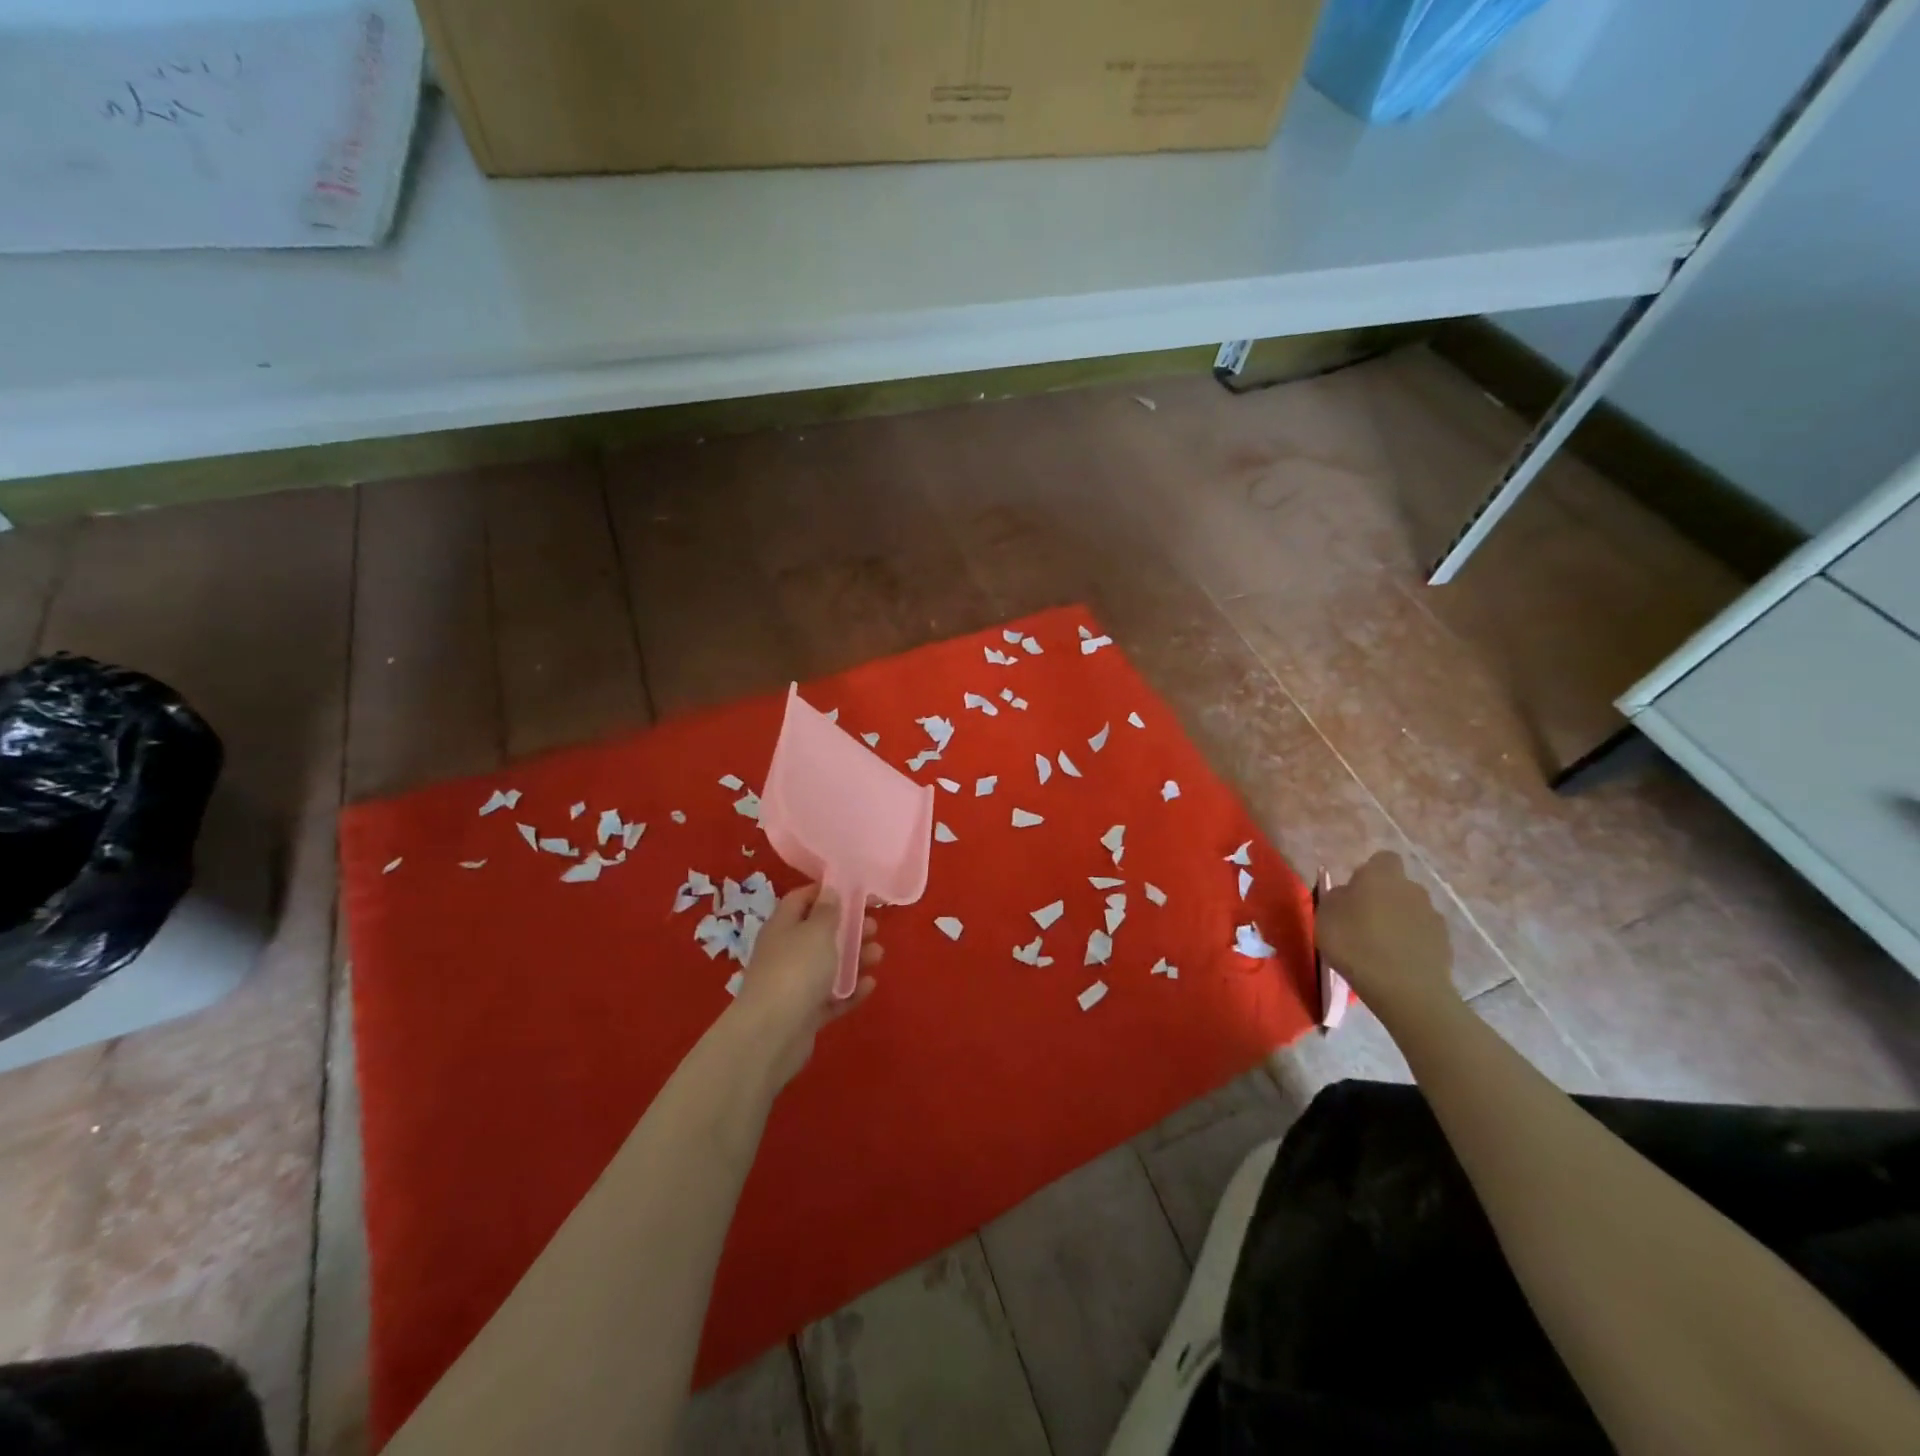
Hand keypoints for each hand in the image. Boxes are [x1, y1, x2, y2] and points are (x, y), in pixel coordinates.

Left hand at [733, 883, 880, 1088]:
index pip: (802, 899)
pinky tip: (869, 986)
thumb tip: (830, 892)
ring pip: (828, 966)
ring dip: (854, 959)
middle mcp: (786, 952)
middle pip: (819, 933)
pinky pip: (831, 997)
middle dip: (848, 928)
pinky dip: (849, 990)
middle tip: (874, 926)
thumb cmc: (796, 970)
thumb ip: (828, 911)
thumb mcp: (817, 931)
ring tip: (878, 955)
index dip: (827, 892)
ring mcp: (794, 984)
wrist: (772, 1034)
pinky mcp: (804, 1013)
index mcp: (783, 925)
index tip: (856, 890)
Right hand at [1317, 851, 1454, 1018]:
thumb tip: (1348, 893)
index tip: (1355, 892)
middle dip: (1384, 899)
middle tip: (1364, 921)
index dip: (1370, 872)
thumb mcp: (1325, 916)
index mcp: (1382, 875)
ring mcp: (1433, 916)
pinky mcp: (1445, 944)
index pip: (1383, 859)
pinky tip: (1397, 963)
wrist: (1405, 989)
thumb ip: (1336, 897)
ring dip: (1399, 922)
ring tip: (1381, 947)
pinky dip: (1412, 943)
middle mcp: (1412, 889)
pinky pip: (1423, 935)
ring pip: (1412, 911)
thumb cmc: (1355, 944)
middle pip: (1398, 887)